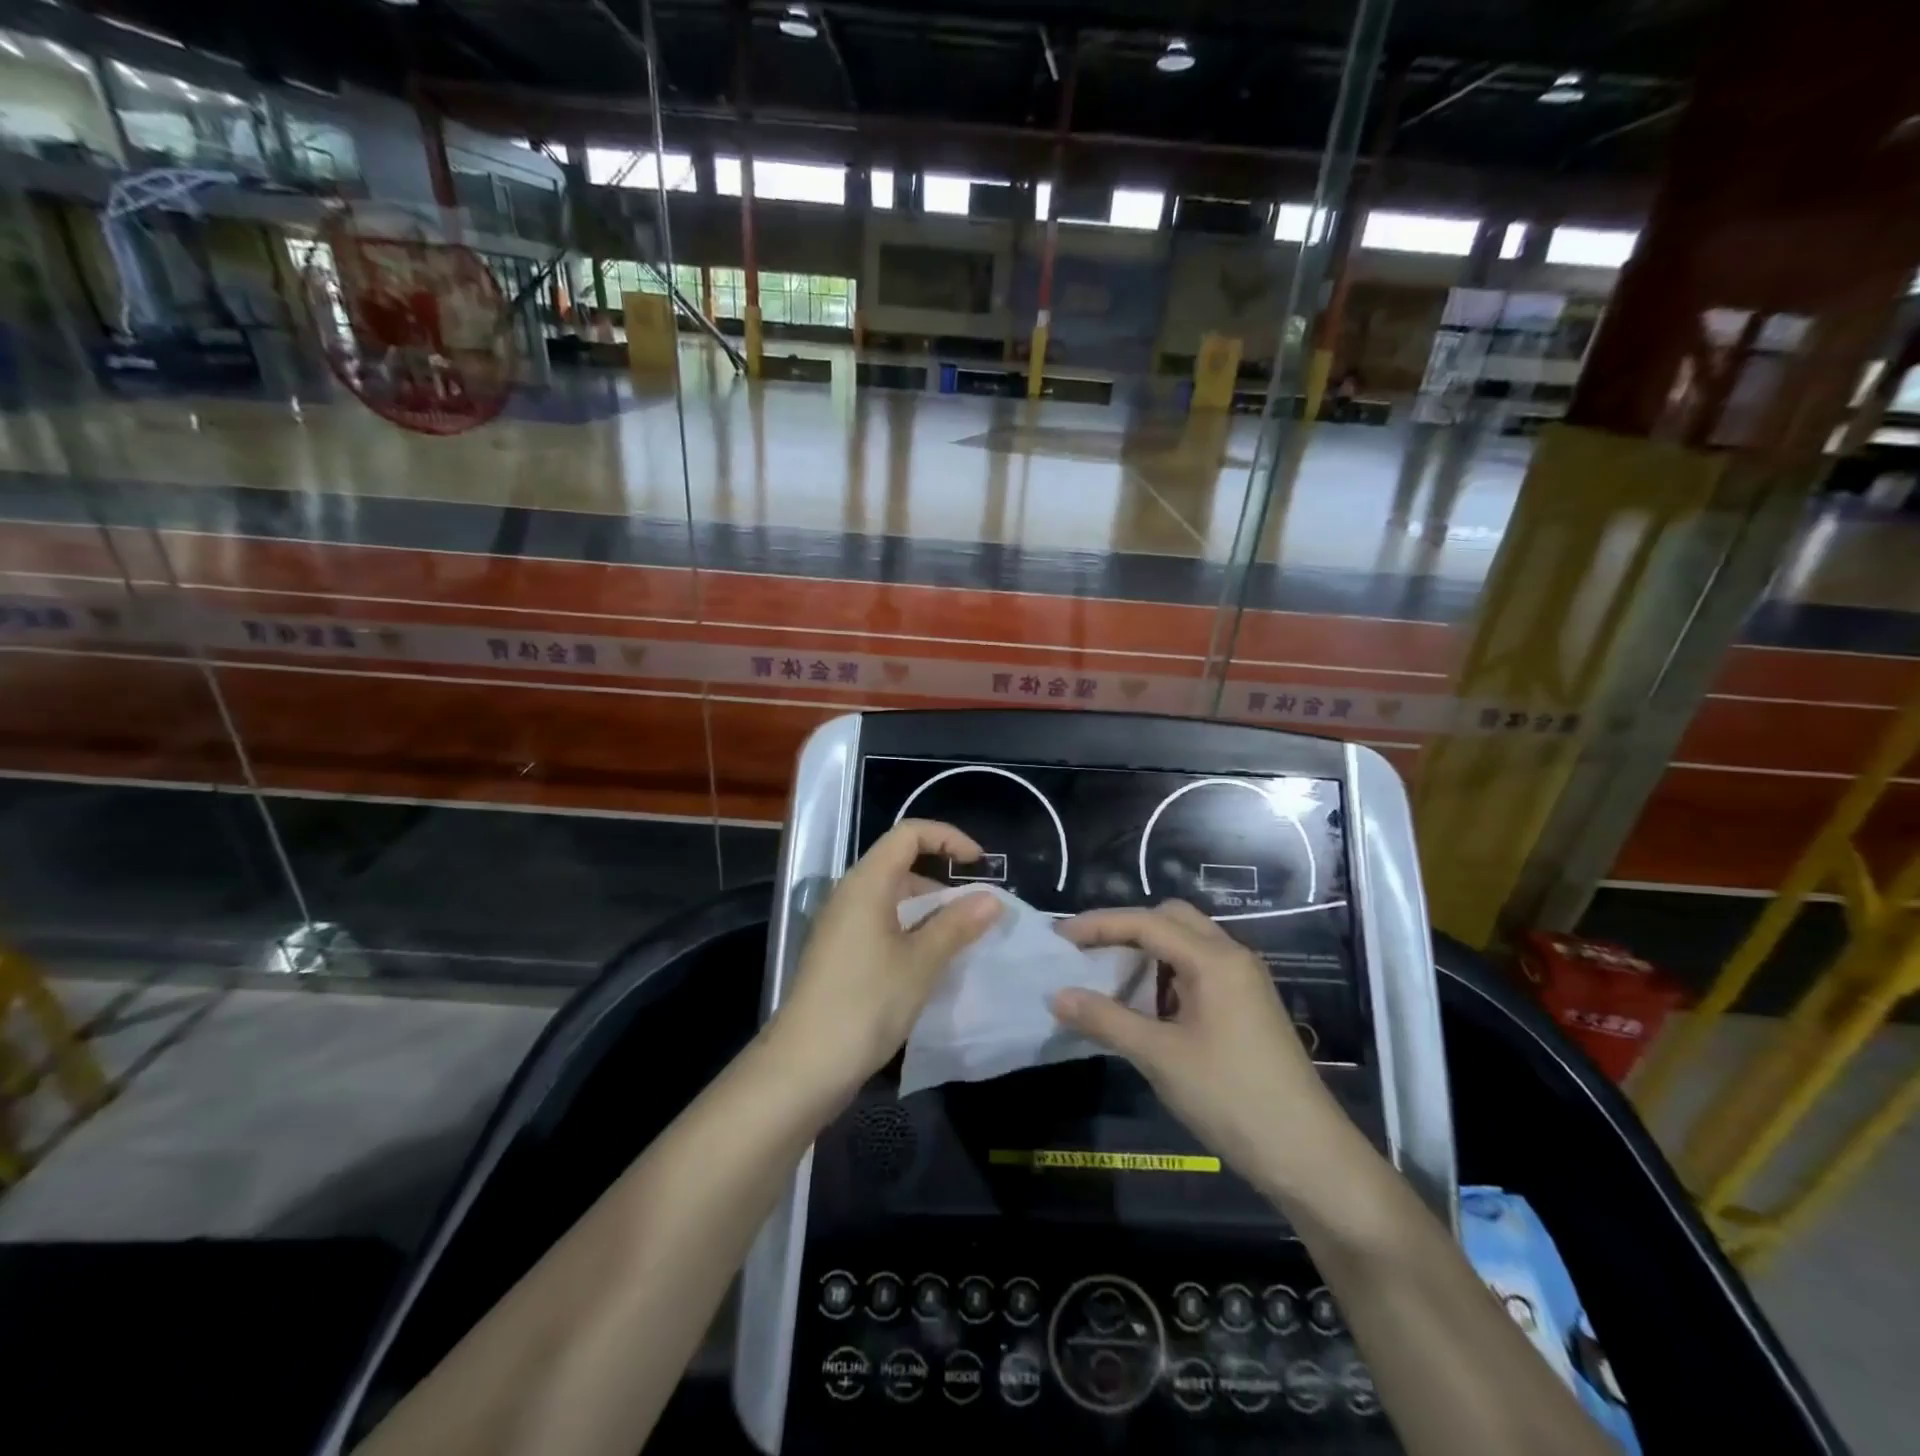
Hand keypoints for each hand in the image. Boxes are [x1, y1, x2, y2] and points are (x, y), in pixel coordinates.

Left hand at [770, 819, 1001, 1100]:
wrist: (805, 1065)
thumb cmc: (866, 1003)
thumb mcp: (921, 963)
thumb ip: (957, 925)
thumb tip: (991, 899)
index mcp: (866, 883)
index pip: (909, 834)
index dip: (948, 838)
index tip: (979, 864)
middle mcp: (850, 894)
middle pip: (900, 863)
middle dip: (943, 878)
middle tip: (978, 910)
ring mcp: (841, 924)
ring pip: (892, 897)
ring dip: (929, 909)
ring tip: (963, 938)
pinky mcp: (840, 951)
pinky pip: (882, 923)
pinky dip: (911, 929)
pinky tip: (931, 960)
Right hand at [1052, 901, 1346, 1192]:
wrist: (1309, 1157)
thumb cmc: (1232, 1098)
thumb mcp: (1160, 1057)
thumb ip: (1106, 1020)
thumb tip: (1056, 996)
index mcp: (1215, 959)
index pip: (1147, 923)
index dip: (1099, 925)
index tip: (1060, 938)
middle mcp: (1232, 958)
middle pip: (1171, 919)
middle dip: (1126, 929)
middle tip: (1089, 953)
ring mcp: (1244, 982)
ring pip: (1187, 945)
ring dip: (1147, 952)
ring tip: (1110, 978)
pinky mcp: (1247, 1007)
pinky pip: (1199, 971)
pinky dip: (1167, 976)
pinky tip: (1146, 1007)